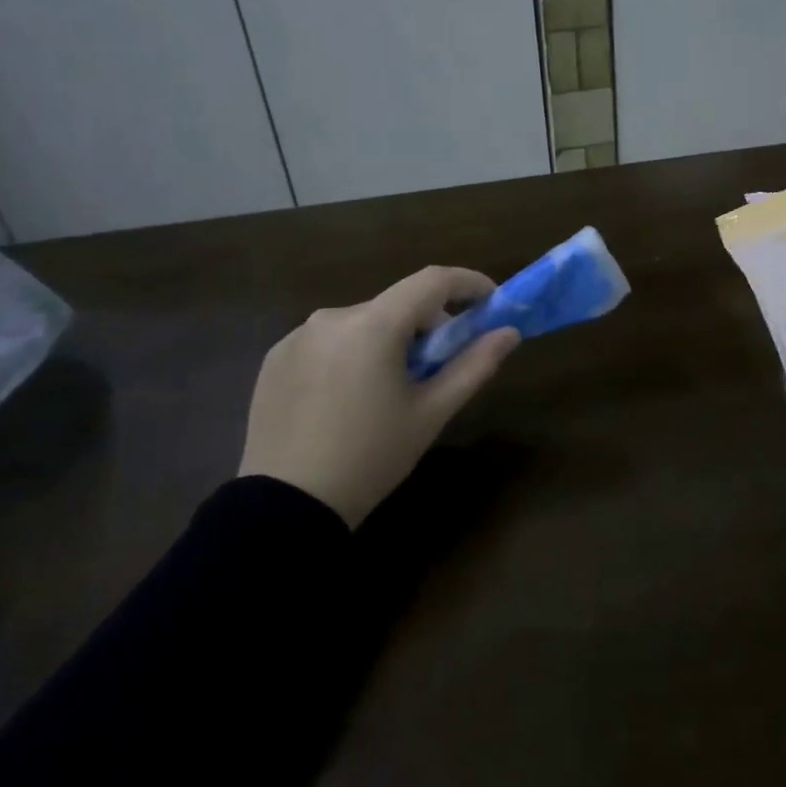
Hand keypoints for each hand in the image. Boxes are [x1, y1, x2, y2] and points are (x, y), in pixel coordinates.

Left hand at [239, 266, 519, 526]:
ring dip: (389, 340)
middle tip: (440, 364)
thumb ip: (474, 365)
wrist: (287, 505)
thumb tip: (509, 332)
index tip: (491, 302)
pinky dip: (353, 353)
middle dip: (428, 324)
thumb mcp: (432, 413)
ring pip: (363, 322)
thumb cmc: (372, 457)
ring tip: (392, 388)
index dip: (469, 284)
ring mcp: (298, 336)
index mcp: (373, 325)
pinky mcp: (276, 357)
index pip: (432, 281)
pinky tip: (350, 397)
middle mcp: (332, 316)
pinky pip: (329, 341)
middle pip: (397, 304)